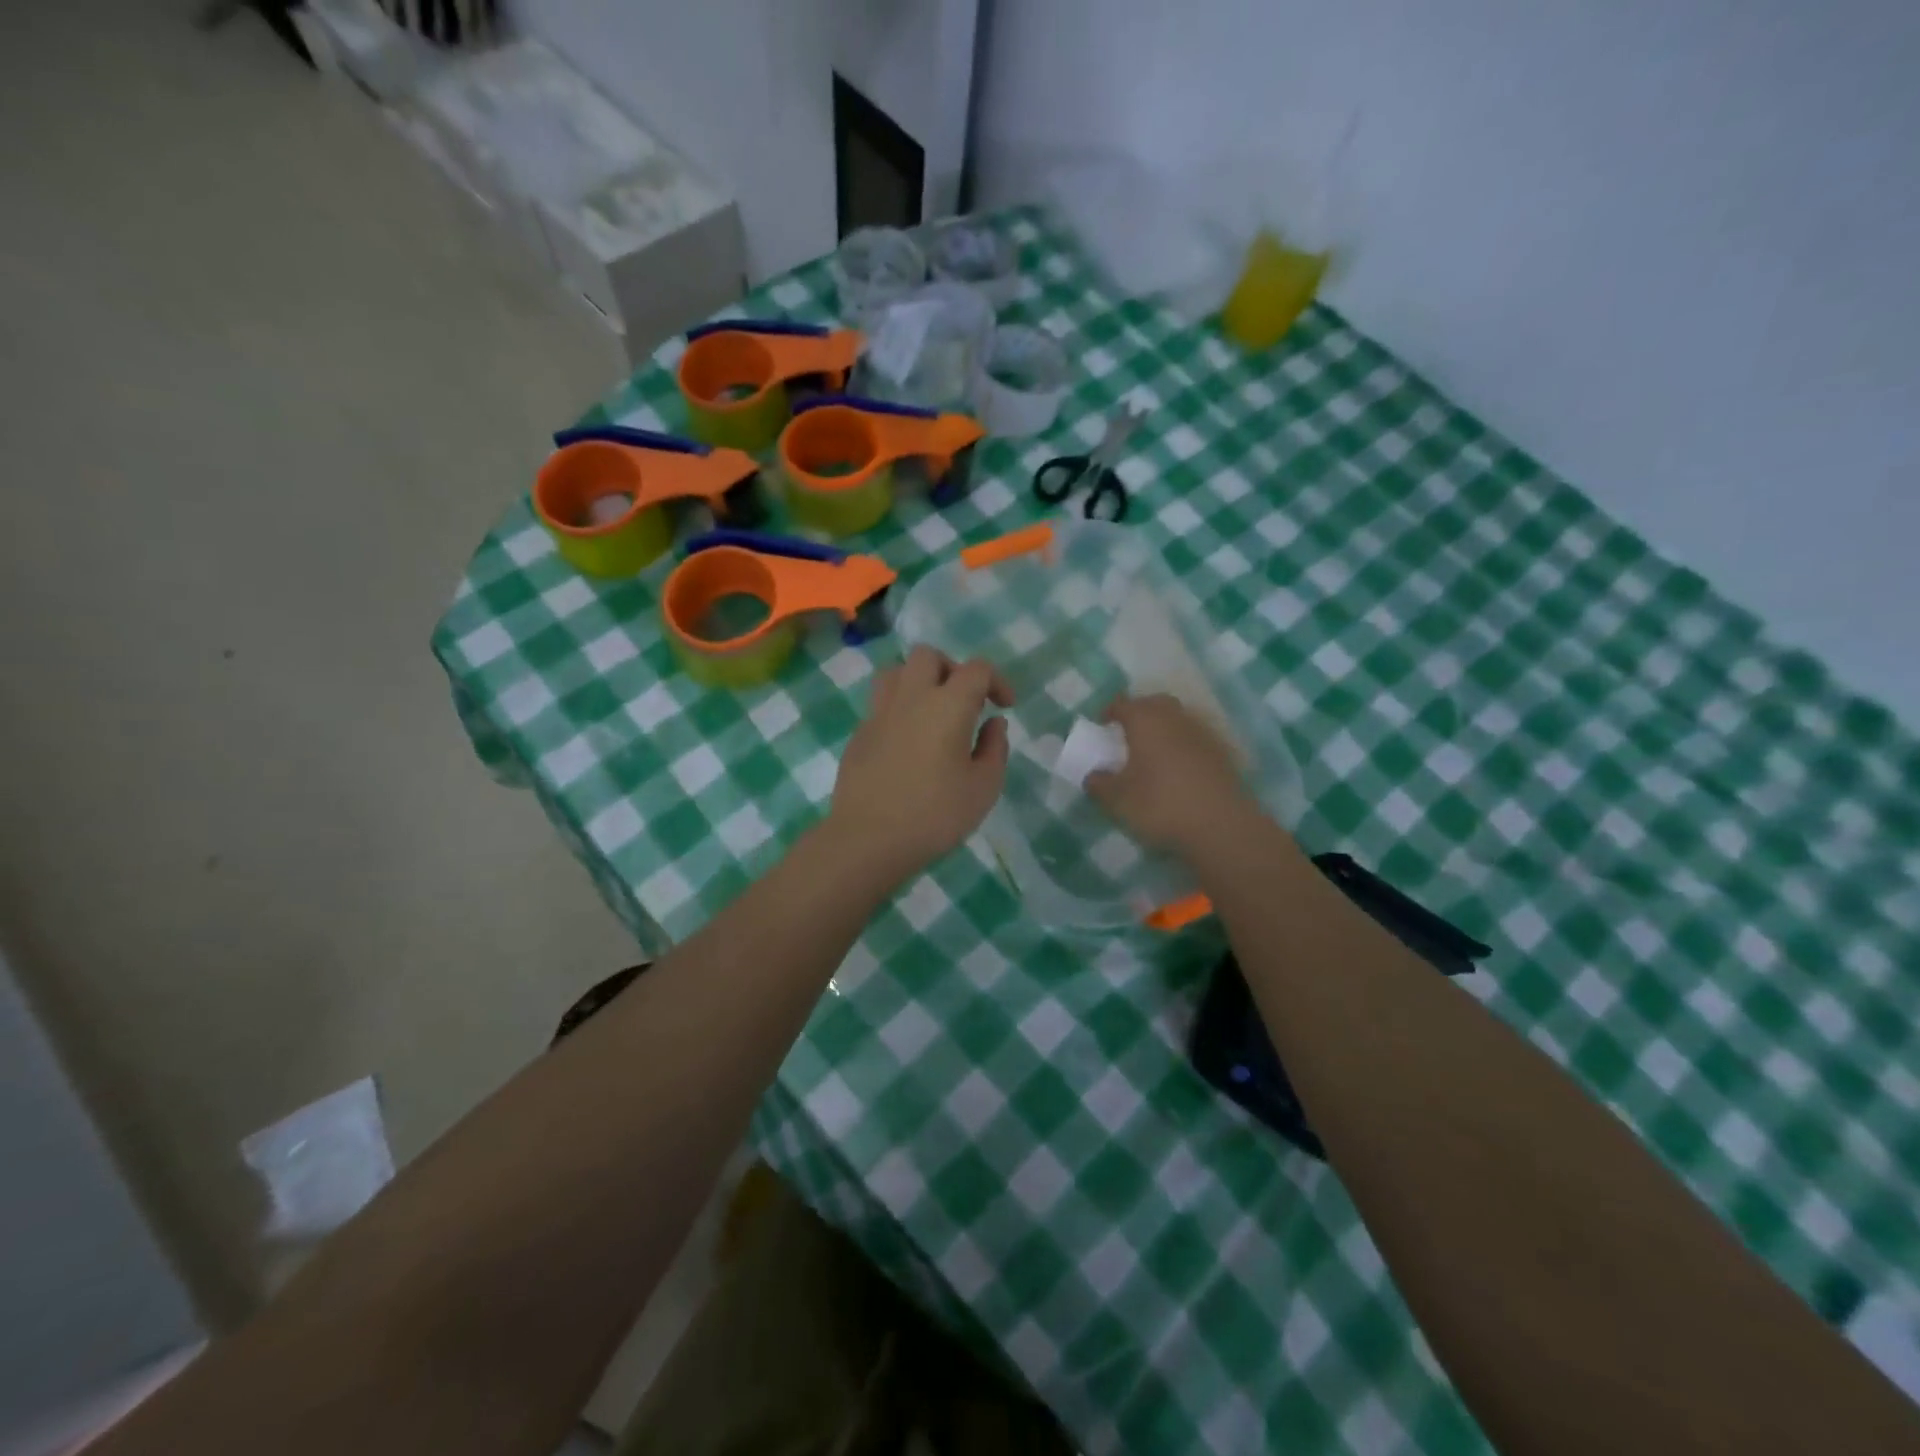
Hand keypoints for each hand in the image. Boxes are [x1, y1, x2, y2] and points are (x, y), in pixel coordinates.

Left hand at [826, 647, 1013, 884]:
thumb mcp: (983, 788)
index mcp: (947, 705)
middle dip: (952, 669)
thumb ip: (995, 748)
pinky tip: (908, 744)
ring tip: (932, 712)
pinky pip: (881, 705)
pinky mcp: (859, 733)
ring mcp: (879, 713)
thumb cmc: (934, 815)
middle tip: (964, 702)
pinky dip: (899, 711)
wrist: (867, 839)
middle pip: (929, 656)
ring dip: (918, 681)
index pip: (976, 669)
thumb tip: (994, 722)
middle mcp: (911, 697)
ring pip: (896, 671)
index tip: (1004, 707)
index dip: (996, 681)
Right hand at [1086, 694, 1258, 856]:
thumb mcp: (1118, 800)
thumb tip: (1092, 776)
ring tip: (1152, 752)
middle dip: (1140, 712)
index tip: (1102, 724)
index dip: (1110, 711)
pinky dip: (1182, 746)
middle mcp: (1175, 718)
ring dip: (1163, 728)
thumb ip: (1099, 784)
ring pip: (1178, 720)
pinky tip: (1177, 769)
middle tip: (1128, 732)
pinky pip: (1195, 739)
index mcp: (1145, 721)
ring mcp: (1202, 733)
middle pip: (1155, 704)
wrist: (1221, 826)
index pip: (1123, 704)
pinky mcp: (1222, 753)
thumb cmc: (1161, 805)